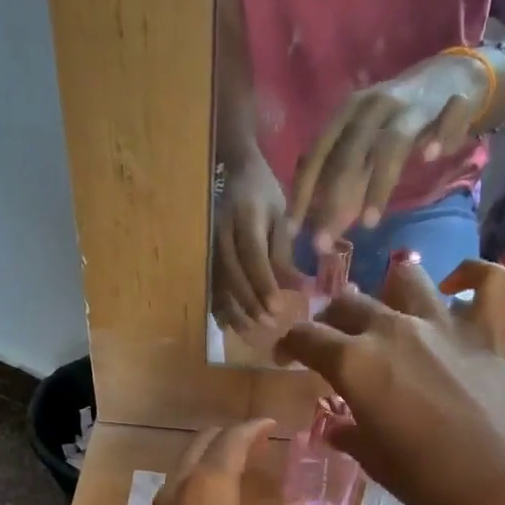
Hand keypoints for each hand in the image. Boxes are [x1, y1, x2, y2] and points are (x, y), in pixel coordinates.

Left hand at [127, 420, 280, 504]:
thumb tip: (278, 500)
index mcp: (208, 485)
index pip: (232, 440)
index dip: (254, 428)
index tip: (271, 424)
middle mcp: (178, 488)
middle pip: (201, 444)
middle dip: (229, 437)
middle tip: (257, 443)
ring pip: (184, 467)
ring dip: (210, 460)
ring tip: (239, 470)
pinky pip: (176, 493)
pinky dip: (198, 485)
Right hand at [213, 156, 299, 332]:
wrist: (238, 175)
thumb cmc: (265, 197)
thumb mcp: (281, 219)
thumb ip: (285, 254)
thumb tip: (299, 290)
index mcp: (245, 218)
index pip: (253, 257)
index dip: (264, 285)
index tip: (278, 308)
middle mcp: (222, 233)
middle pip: (233, 275)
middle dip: (251, 303)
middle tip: (269, 323)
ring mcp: (209, 246)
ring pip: (218, 283)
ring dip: (234, 310)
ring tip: (252, 329)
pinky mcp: (205, 257)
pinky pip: (210, 285)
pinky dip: (219, 307)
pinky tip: (229, 325)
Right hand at [277, 259, 504, 504]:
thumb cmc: (431, 481)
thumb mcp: (376, 462)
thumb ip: (350, 434)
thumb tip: (335, 427)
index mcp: (356, 364)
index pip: (307, 337)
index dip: (289, 344)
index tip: (286, 357)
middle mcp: (393, 330)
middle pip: (348, 303)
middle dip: (331, 320)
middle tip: (333, 343)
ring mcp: (443, 324)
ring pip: (405, 278)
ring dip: (389, 291)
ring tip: (389, 313)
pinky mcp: (488, 331)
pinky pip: (488, 280)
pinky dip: (472, 276)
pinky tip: (457, 287)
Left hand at [289, 52, 488, 251]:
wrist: (453, 75)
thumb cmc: (397, 119)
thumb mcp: (364, 143)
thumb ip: (345, 178)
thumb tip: (321, 222)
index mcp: (348, 113)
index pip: (318, 155)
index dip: (303, 192)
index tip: (292, 232)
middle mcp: (376, 106)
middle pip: (349, 154)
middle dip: (333, 200)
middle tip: (323, 243)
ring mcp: (414, 105)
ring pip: (393, 143)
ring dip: (379, 183)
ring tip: (369, 222)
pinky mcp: (454, 101)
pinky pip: (448, 117)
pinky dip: (442, 135)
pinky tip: (433, 156)